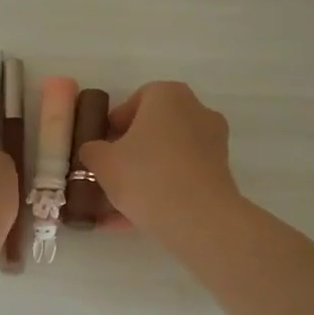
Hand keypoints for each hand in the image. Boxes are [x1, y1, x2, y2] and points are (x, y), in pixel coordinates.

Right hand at [77, 81, 242, 245]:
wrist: (198, 218)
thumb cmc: (146, 176)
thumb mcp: (103, 162)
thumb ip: (92, 151)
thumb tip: (94, 151)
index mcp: (168, 95)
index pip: (135, 101)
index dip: (115, 125)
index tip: (102, 148)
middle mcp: (196, 110)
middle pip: (155, 128)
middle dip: (132, 151)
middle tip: (111, 174)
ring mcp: (214, 142)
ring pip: (169, 157)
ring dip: (146, 175)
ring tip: (119, 206)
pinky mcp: (221, 173)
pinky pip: (183, 177)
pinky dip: (163, 192)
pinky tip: (138, 219)